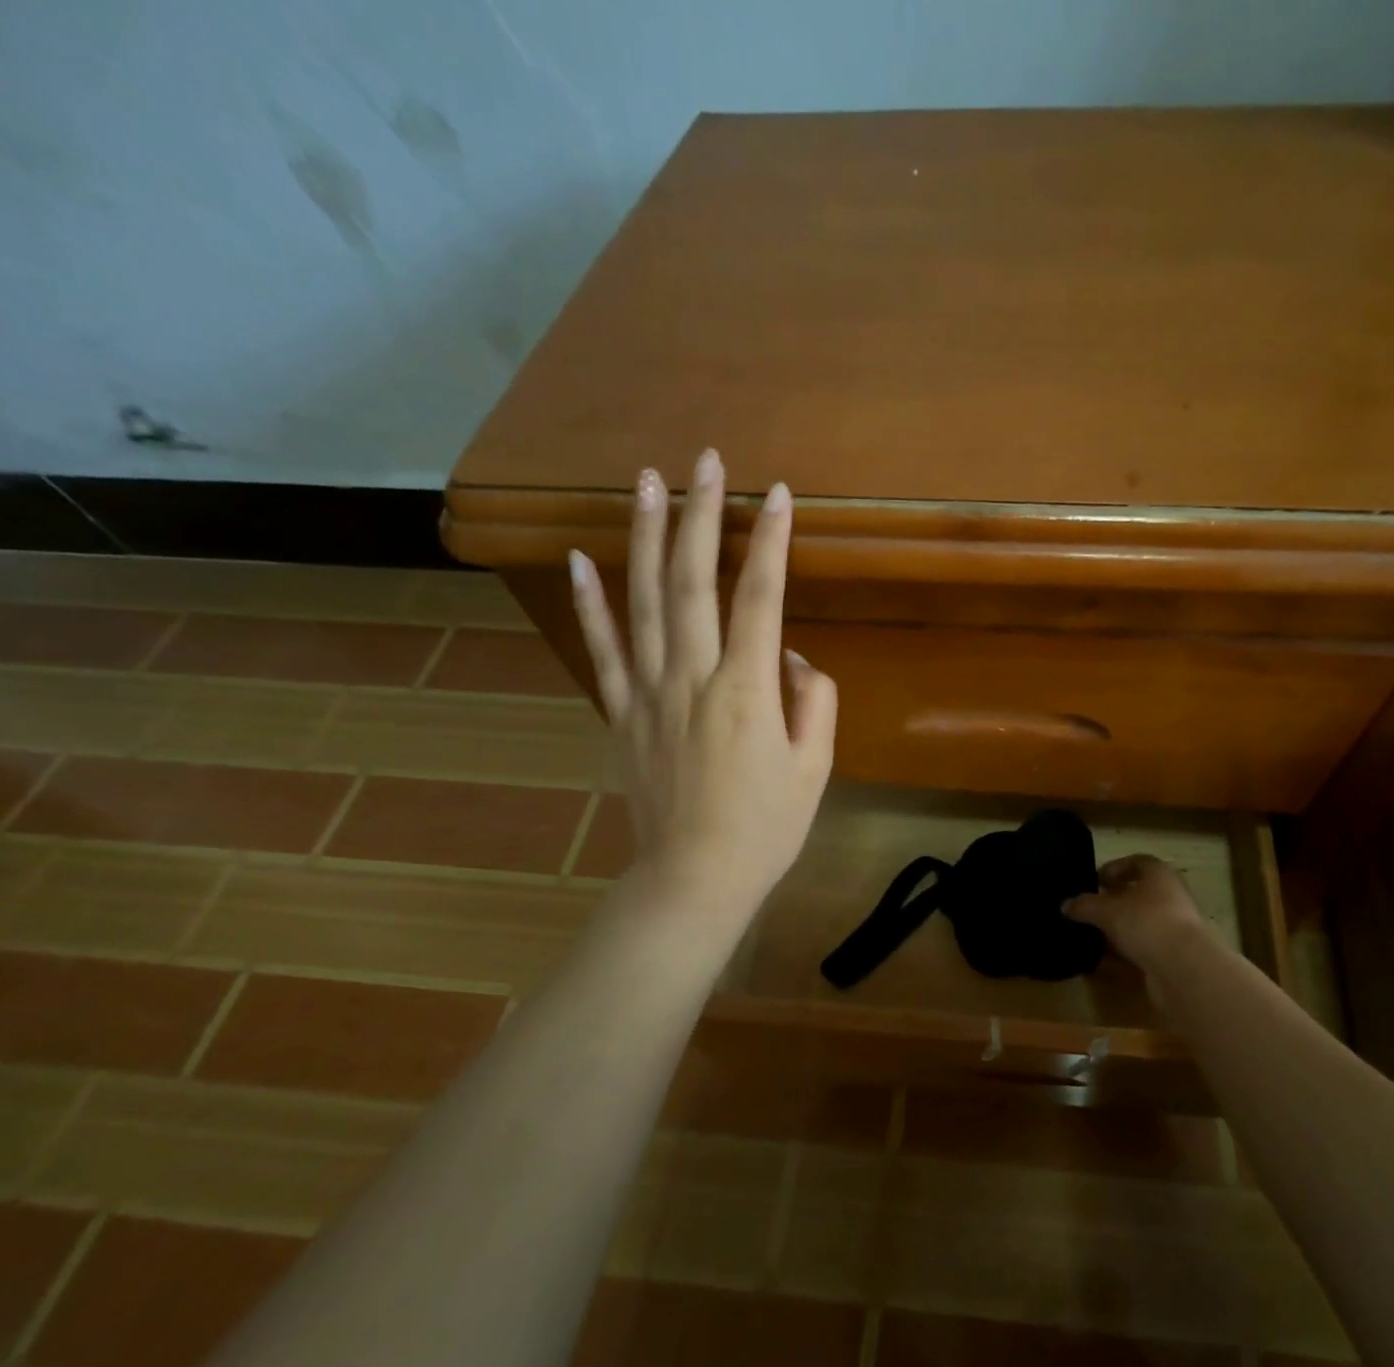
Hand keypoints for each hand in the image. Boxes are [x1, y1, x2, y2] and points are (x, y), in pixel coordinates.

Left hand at [568, 448, 835, 913]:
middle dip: (700, 515)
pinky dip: (589, 602)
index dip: (772, 542)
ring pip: (642, 600)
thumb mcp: (815, 767)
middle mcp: (693, 678)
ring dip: (644, 536)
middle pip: (693, 581)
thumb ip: (813, 701)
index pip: (762, 598)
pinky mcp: (621, 712)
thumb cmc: (766, 827)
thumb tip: (791, 657)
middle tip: (705, 461)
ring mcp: (648, 692)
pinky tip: (579, 559)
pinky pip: (603, 649)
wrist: (694, 878)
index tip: (779, 495)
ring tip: (645, 481)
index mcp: (748, 691)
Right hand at [1062, 855, 1214, 978]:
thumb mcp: (1107, 910)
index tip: (1094, 882)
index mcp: (1159, 875)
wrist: (1184, 969)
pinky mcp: (1173, 955)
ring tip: (1091, 936)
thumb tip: (1065, 905)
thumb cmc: (1146, 922)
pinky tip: (1103, 961)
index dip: (1114, 869)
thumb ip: (1085, 905)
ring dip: (1118, 929)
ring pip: (1140, 923)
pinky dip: (1124, 953)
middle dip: (1113, 901)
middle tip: (1089, 909)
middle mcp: (1171, 896)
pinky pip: (1143, 948)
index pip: (1136, 862)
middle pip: (1139, 894)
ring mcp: (1174, 928)